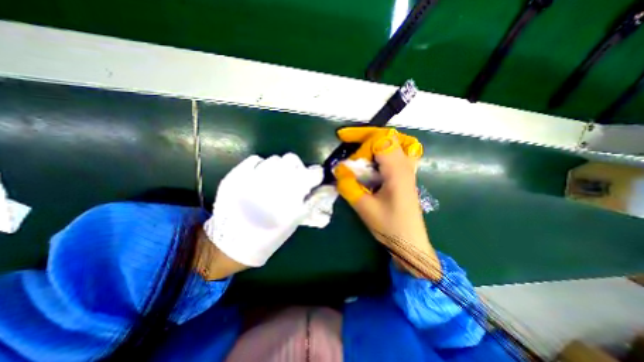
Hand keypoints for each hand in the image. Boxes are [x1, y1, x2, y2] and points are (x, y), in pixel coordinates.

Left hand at [202, 153, 319, 267]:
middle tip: (293, 178)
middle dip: (297, 167)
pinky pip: (255, 159)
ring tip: (275, 179)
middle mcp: (272, 183)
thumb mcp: (295, 221)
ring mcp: (252, 177)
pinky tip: (260, 177)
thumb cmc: (269, 236)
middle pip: (292, 159)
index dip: (316, 174)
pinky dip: (261, 165)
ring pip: (275, 158)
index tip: (314, 178)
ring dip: (280, 167)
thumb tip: (327, 188)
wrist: (232, 243)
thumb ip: (312, 201)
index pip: (312, 174)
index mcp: (290, 197)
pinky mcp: (236, 176)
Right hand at [332, 126, 442, 279]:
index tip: (346, 155)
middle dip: (366, 135)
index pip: (380, 140)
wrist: (410, 242)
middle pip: (388, 136)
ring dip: (375, 141)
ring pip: (395, 141)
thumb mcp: (365, 207)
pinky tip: (371, 160)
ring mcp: (408, 169)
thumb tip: (338, 169)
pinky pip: (396, 152)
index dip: (360, 143)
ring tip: (359, 146)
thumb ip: (349, 186)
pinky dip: (381, 150)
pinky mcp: (405, 175)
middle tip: (347, 138)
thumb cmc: (390, 226)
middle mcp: (405, 164)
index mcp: (397, 170)